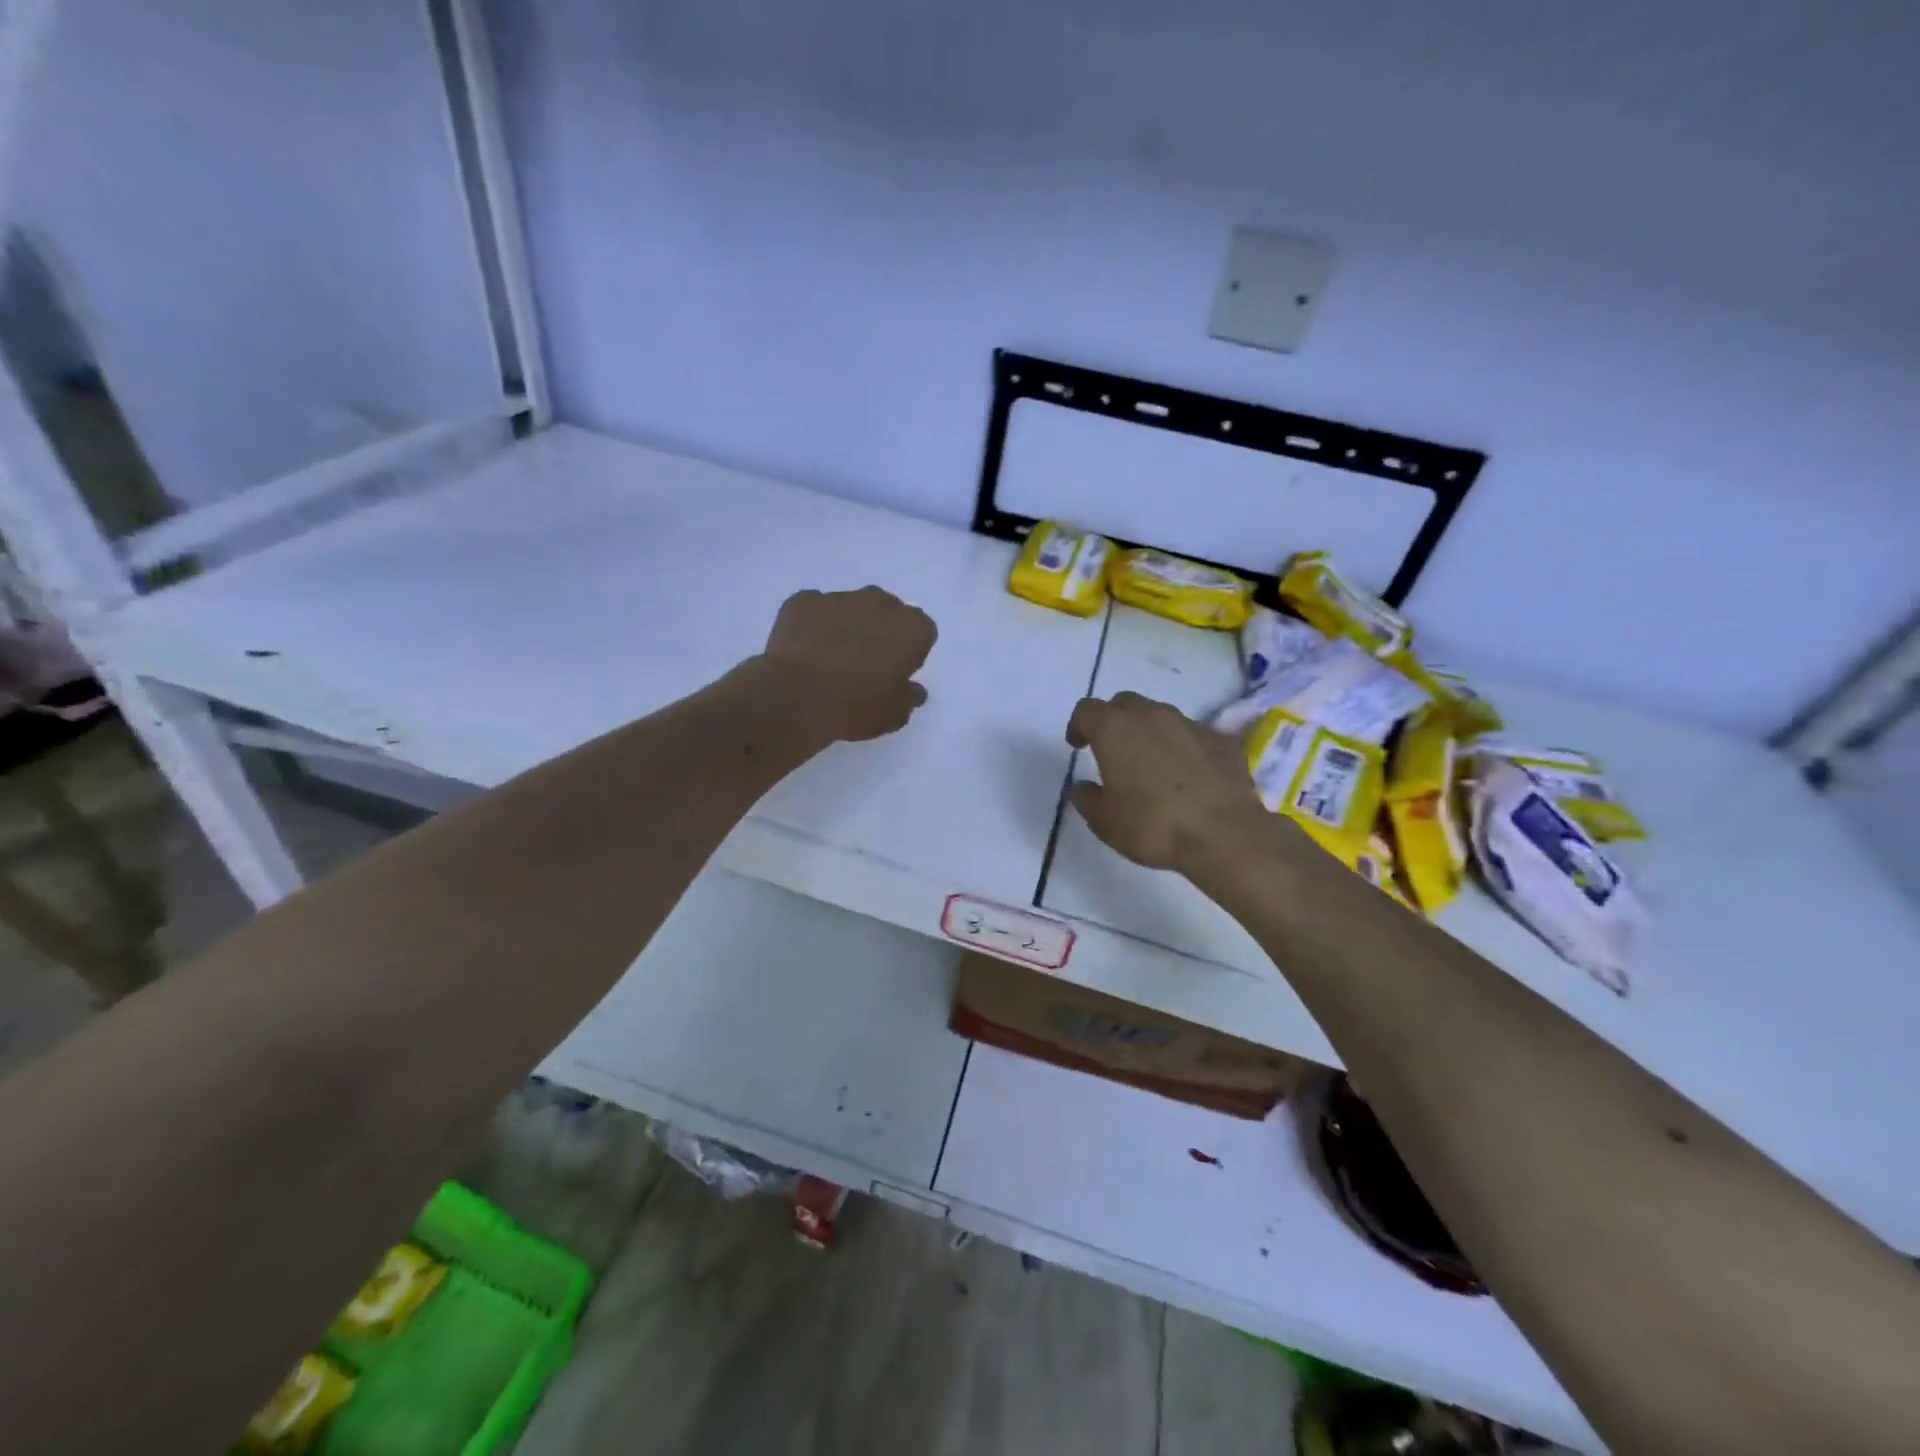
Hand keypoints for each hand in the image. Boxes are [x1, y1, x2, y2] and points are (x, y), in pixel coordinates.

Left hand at [761, 587, 936, 742]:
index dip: (909, 651)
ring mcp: (839, 598)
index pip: (922, 632)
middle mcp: (879, 603)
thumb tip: (912, 689)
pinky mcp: (803, 600)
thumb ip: (908, 698)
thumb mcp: (893, 715)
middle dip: (880, 630)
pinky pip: (815, 609)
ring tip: (829, 658)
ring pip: (850, 608)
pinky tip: (804, 650)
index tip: (895, 671)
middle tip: (864, 663)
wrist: (795, 697)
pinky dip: (813, 624)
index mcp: (911, 628)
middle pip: (887, 611)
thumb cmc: (855, 707)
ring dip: (846, 625)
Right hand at [1065, 692, 1272, 872]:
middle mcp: (1151, 715)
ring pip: (1161, 716)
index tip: (1078, 745)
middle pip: (1125, 704)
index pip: (1087, 710)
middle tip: (1113, 750)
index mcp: (1114, 729)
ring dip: (1150, 733)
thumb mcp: (1104, 821)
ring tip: (1152, 764)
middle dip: (1115, 721)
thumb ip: (1087, 798)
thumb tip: (1083, 787)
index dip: (1079, 725)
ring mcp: (1190, 724)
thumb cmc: (1152, 824)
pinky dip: (1183, 748)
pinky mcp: (1221, 740)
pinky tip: (1188, 776)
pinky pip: (1193, 736)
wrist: (1223, 834)